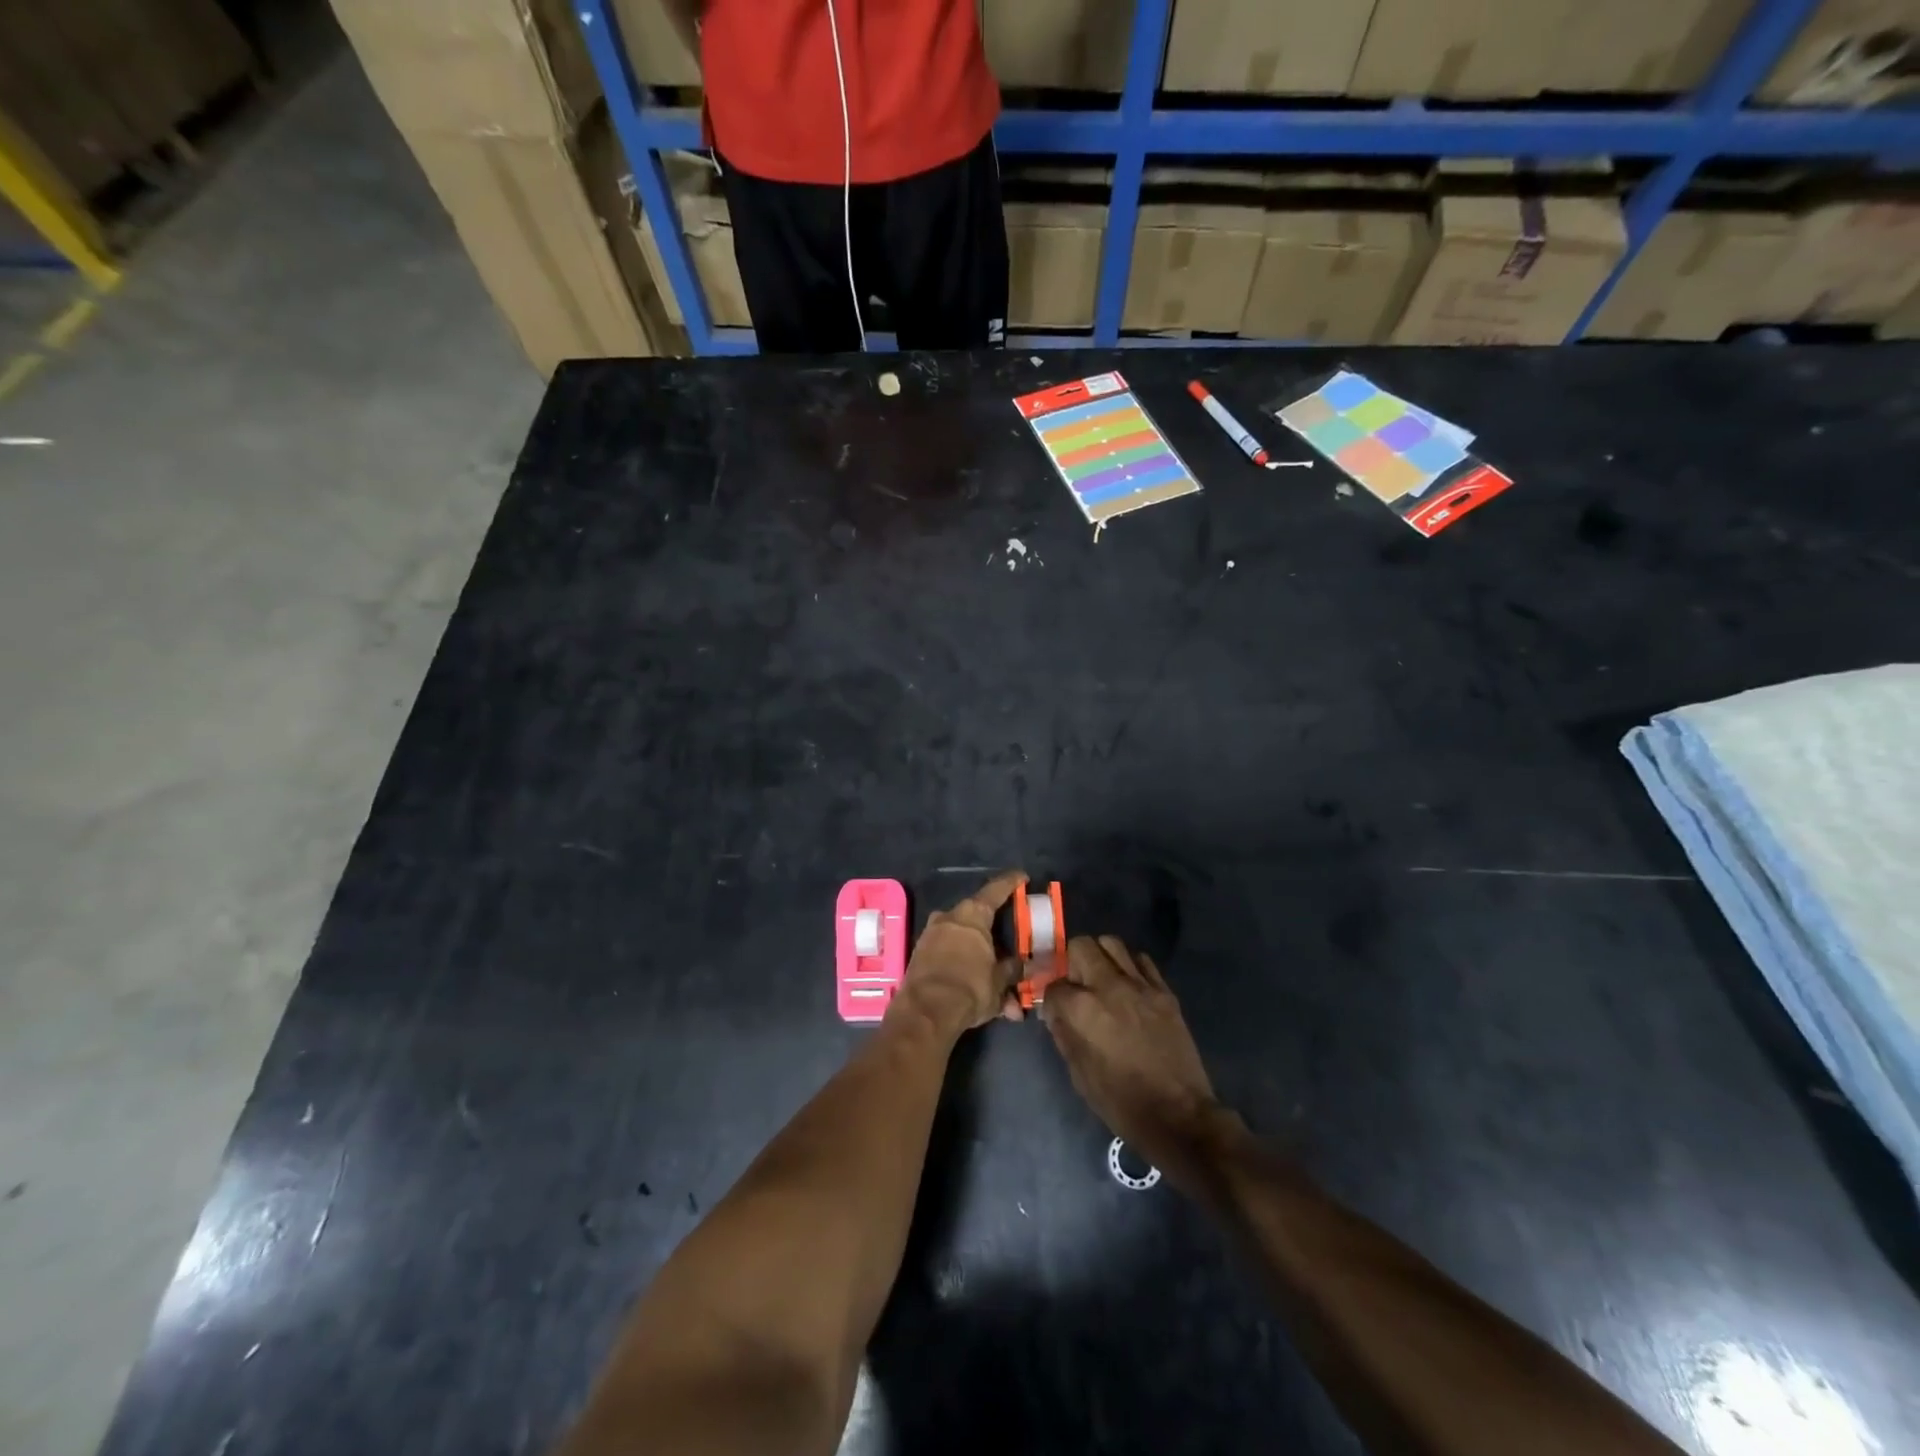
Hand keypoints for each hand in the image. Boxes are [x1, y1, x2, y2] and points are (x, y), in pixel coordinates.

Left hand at [891, 872, 1024, 1037]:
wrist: (925, 1012)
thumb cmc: (970, 987)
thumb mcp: (1000, 981)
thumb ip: (1013, 969)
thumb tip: (1026, 966)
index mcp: (972, 914)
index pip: (995, 890)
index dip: (1011, 882)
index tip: (1022, 877)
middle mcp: (949, 917)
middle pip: (977, 918)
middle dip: (995, 935)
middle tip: (1010, 947)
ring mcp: (931, 935)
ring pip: (964, 942)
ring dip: (981, 961)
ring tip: (999, 990)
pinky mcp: (920, 956)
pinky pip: (949, 956)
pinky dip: (965, 970)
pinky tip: (979, 997)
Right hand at [1042, 936, 1227, 1183]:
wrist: (1178, 1115)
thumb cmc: (1121, 1101)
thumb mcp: (1079, 1074)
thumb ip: (1064, 1034)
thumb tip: (1056, 1013)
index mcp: (1082, 1008)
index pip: (1054, 984)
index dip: (1050, 997)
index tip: (1054, 1007)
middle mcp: (1108, 986)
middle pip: (1081, 946)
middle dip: (1071, 961)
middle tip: (1075, 981)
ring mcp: (1140, 985)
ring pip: (1112, 943)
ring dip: (1100, 956)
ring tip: (1101, 977)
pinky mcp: (1164, 991)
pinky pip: (1142, 961)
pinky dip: (1130, 966)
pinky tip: (1129, 985)